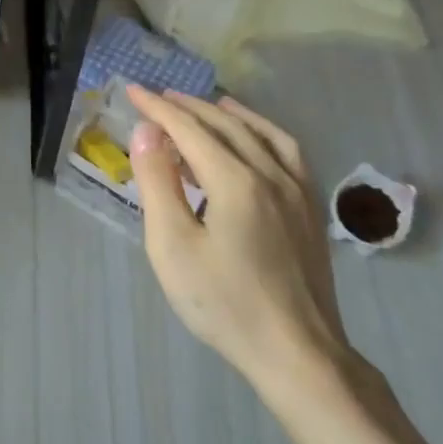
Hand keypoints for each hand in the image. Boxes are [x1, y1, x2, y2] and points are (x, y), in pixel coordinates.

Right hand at [125, 85, 350, 400]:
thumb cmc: (224, 302)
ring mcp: (297, 190)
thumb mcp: (173, 246)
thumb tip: (146, 133)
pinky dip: (263, 132)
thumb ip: (158, 183)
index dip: (158, 109)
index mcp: (235, 181)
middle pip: (225, 125)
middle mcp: (270, 173)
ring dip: (228, 114)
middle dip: (188, 106)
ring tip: (206, 105)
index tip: (132, 90)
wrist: (297, 352)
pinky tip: (255, 139)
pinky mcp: (310, 209)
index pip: (189, 129)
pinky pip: (287, 151)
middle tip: (157, 97)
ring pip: (261, 133)